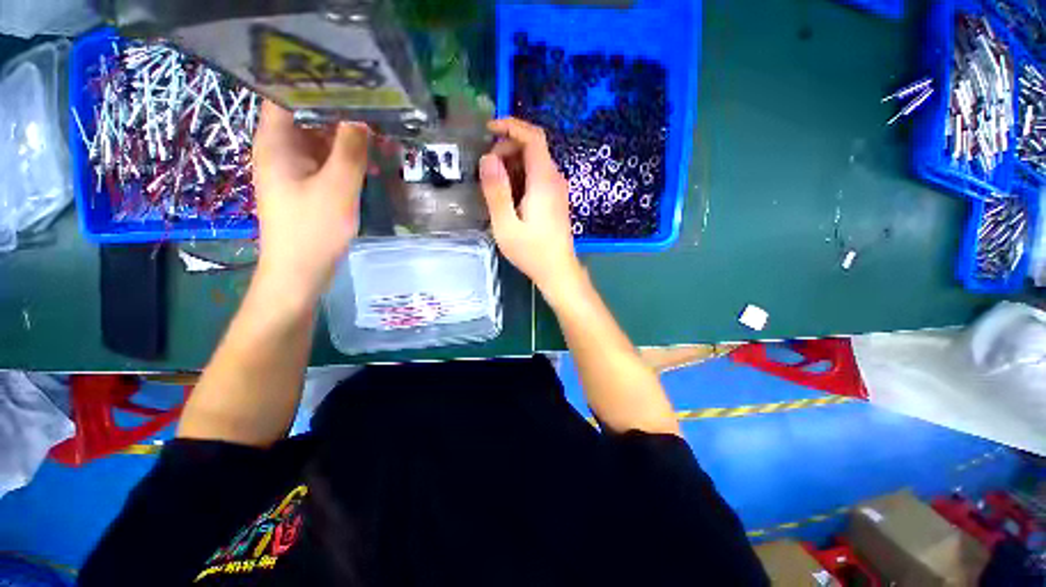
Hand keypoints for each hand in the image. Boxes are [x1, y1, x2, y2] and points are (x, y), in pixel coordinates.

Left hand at [251, 101, 368, 304]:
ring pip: (323, 141)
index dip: (318, 84)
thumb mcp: (338, 186)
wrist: (300, 271)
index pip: (289, 94)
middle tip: (379, 118)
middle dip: (345, 116)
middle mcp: (280, 149)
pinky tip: (373, 169)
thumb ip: (351, 149)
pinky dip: (349, 161)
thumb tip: (363, 119)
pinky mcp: (306, 185)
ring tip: (384, 145)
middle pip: (310, 116)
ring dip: (352, 141)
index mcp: (277, 142)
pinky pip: (328, 162)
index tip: (353, 85)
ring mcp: (294, 168)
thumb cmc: (313, 228)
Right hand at [480, 118, 584, 300]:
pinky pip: (538, 176)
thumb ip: (496, 191)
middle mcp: (555, 179)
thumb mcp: (506, 226)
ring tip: (494, 184)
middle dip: (507, 148)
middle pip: (533, 147)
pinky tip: (509, 195)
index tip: (489, 129)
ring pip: (535, 162)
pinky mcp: (556, 199)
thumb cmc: (532, 252)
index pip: (533, 138)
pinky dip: (521, 176)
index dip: (511, 126)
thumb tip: (487, 159)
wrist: (558, 271)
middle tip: (487, 168)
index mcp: (544, 181)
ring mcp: (558, 190)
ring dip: (513, 164)